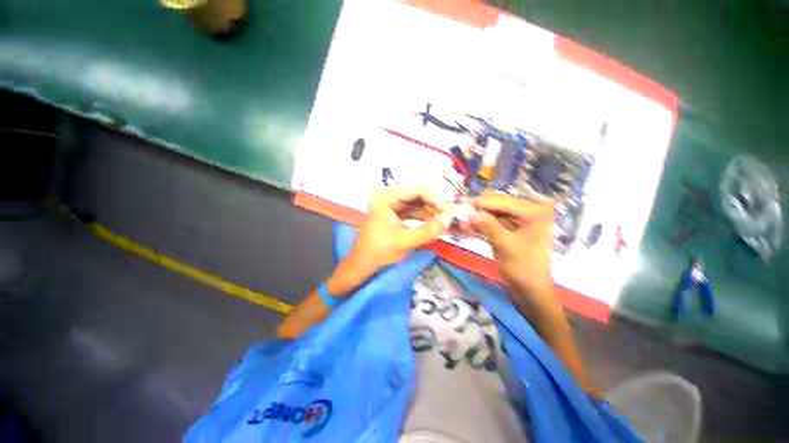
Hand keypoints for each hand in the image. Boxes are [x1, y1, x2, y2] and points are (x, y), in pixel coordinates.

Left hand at [355, 187, 452, 267]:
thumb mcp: (405, 240)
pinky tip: (434, 225)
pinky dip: (423, 219)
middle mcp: (388, 197)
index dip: (436, 201)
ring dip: (430, 214)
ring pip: (416, 206)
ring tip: (445, 222)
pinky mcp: (393, 216)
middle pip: (417, 198)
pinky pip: (412, 214)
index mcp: (387, 196)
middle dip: (434, 208)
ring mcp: (390, 206)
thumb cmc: (379, 250)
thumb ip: (429, 229)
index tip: (450, 212)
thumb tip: (450, 218)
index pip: (417, 192)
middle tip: (450, 218)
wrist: (362, 265)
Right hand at [471, 191, 555, 308]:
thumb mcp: (505, 246)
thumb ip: (488, 226)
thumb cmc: (523, 269)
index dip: (483, 203)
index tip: (463, 202)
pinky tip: (468, 226)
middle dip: (480, 209)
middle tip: (461, 210)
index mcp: (536, 213)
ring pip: (494, 213)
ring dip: (478, 216)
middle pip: (499, 204)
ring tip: (462, 220)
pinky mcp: (511, 229)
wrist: (529, 291)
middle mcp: (529, 212)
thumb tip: (471, 212)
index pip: (505, 202)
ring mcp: (520, 220)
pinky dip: (481, 224)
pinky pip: (493, 222)